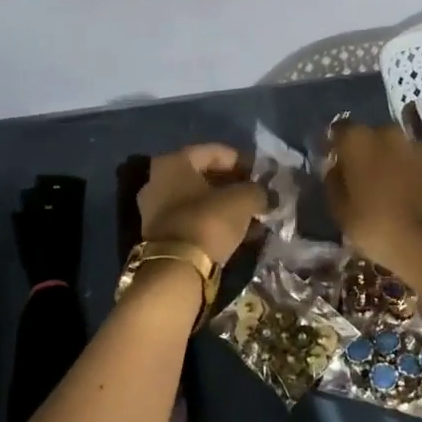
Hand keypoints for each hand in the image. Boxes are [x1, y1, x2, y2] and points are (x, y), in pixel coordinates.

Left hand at [138, 145, 265, 266]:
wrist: (177, 270)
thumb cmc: (208, 221)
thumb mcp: (243, 200)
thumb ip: (257, 191)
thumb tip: (266, 195)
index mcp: (174, 162)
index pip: (215, 152)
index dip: (243, 161)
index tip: (263, 175)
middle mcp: (158, 180)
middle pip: (205, 176)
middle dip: (234, 185)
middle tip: (258, 195)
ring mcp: (156, 209)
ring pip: (200, 200)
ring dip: (227, 206)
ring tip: (254, 217)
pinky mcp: (160, 235)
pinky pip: (194, 219)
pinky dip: (215, 223)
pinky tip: (240, 233)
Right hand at [325, 122, 421, 275]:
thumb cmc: (377, 227)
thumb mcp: (342, 212)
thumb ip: (334, 184)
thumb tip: (335, 170)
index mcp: (359, 141)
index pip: (339, 131)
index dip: (336, 146)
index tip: (334, 164)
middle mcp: (389, 134)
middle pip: (372, 137)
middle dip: (366, 153)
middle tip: (362, 179)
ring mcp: (419, 148)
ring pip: (398, 149)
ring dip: (392, 162)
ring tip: (390, 190)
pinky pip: (419, 164)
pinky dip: (414, 175)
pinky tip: (412, 197)